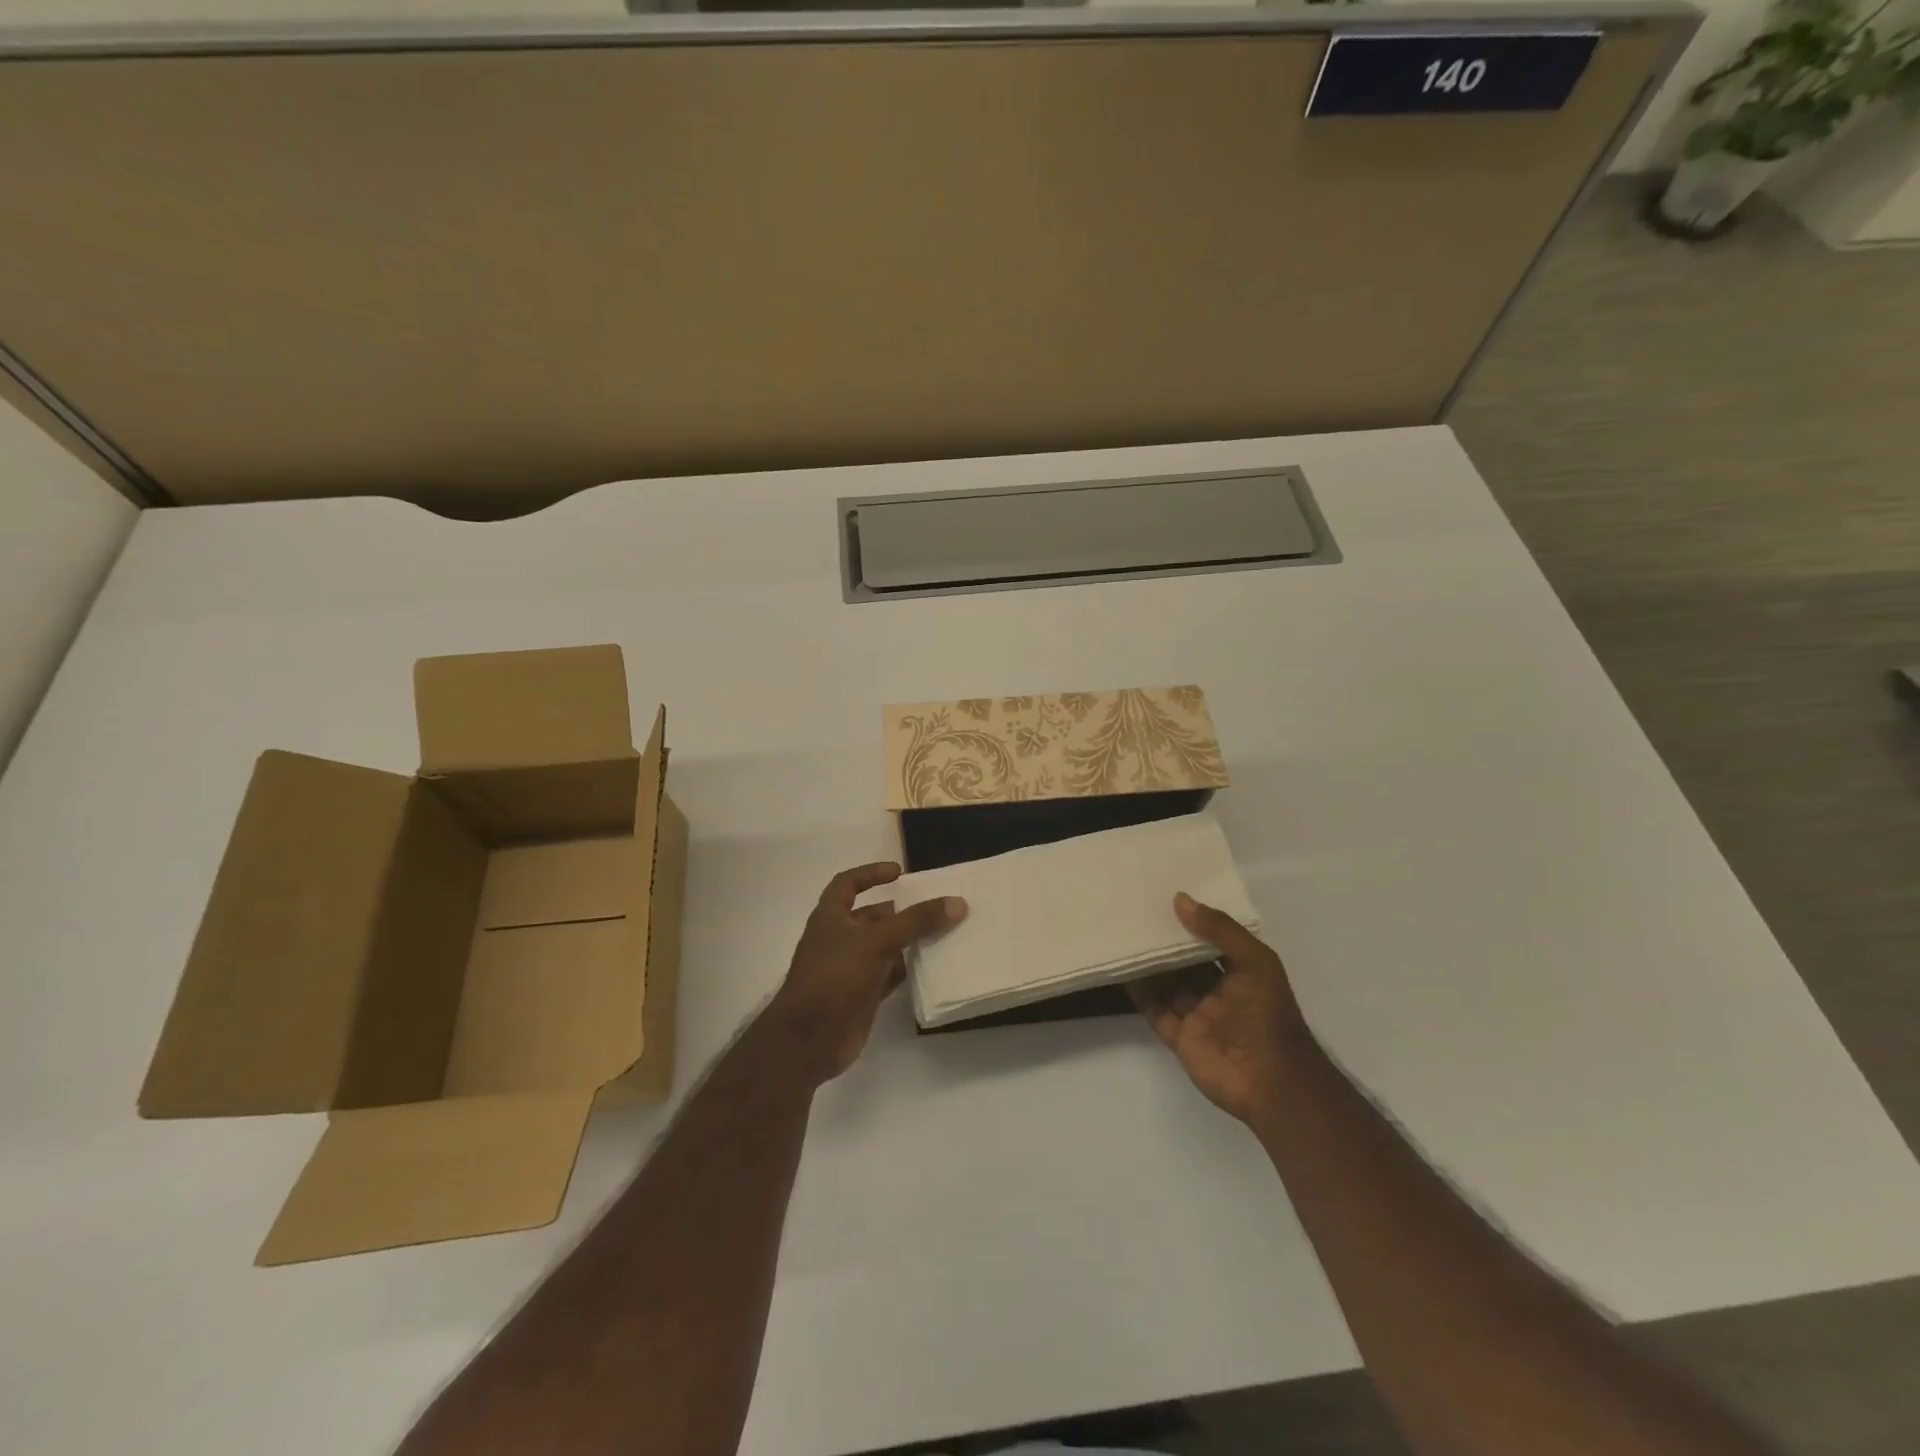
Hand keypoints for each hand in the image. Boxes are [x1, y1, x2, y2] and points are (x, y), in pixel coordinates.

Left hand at [771, 862, 966, 1083]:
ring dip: (908, 940)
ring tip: (943, 932)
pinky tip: (932, 966)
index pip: (848, 883)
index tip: (900, 873)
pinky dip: (908, 969)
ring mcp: (850, 968)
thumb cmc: (834, 977)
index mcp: (831, 917)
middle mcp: (839, 938)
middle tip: (935, 906)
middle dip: (901, 911)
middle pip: (873, 916)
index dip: (871, 873)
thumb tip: (957, 902)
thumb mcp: (876, 941)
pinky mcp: (862, 995)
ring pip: (884, 946)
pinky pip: (890, 974)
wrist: (809, 1040)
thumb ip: (916, 921)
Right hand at [1130, 892, 1309, 1122]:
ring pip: (1168, 983)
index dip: (1194, 920)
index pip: (1214, 940)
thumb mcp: (1255, 962)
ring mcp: (1198, 1015)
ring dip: (1150, 963)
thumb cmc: (1267, 1015)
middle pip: (1187, 961)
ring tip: (1123, 934)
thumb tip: (1180, 900)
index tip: (1166, 896)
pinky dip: (1139, 992)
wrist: (1270, 1082)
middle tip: (1137, 911)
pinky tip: (1122, 969)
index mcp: (1243, 972)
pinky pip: (1155, 1009)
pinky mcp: (1180, 1037)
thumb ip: (1220, 930)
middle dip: (1167, 941)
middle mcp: (1219, 991)